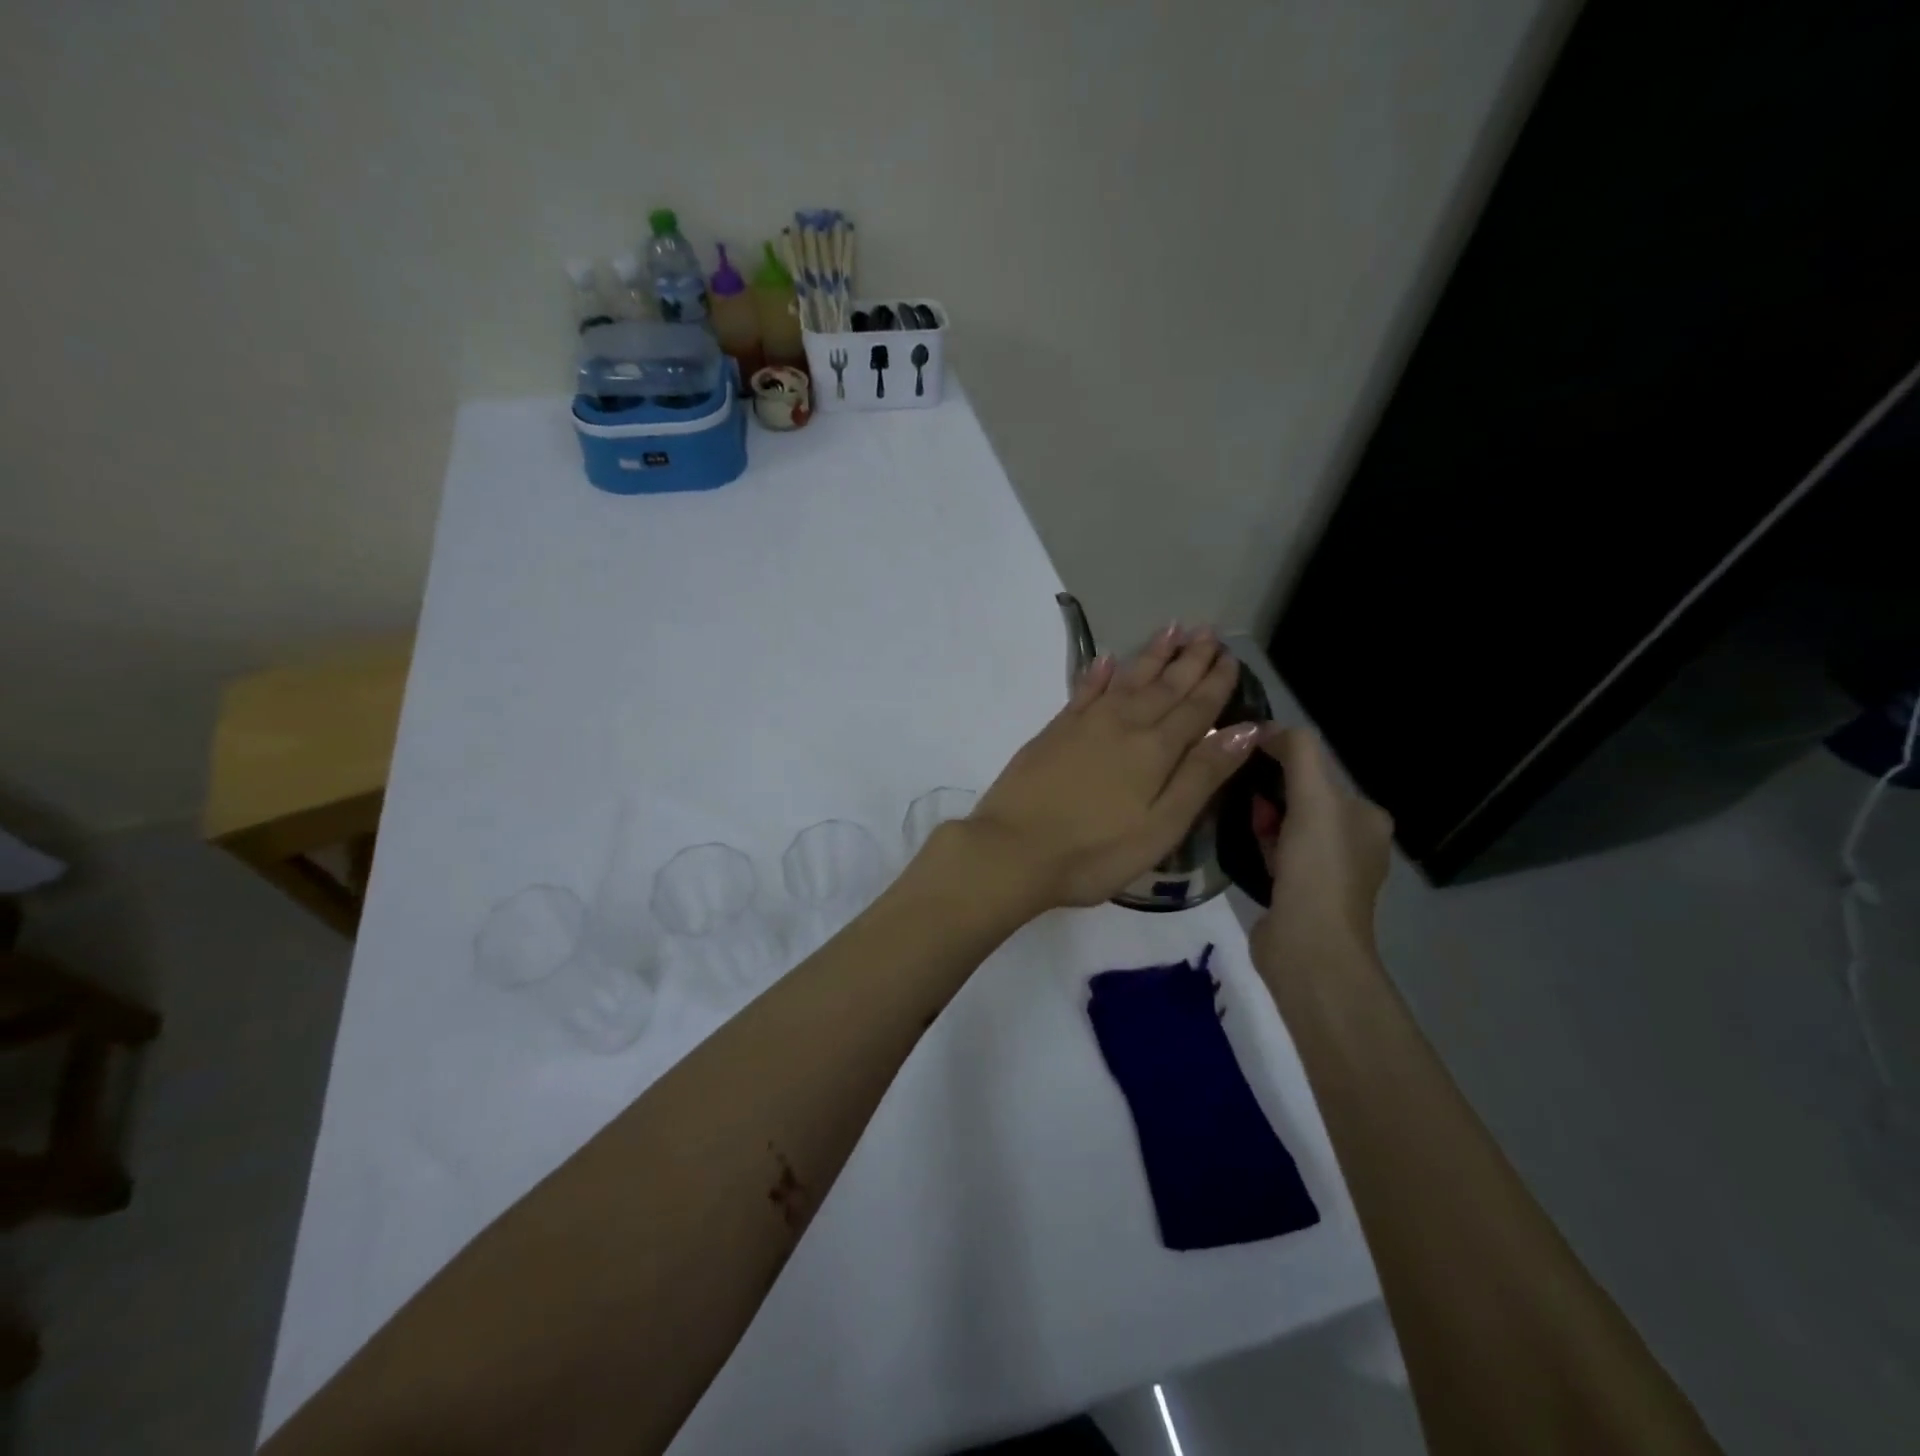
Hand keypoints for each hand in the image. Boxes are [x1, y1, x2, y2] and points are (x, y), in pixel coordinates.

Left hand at [962, 625, 1260, 909]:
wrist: (1013, 850)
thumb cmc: (1095, 852)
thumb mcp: (1161, 826)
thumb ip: (1202, 775)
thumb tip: (1247, 729)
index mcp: (1155, 750)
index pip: (1196, 708)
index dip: (1216, 682)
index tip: (1232, 655)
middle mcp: (1123, 725)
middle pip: (1164, 686)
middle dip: (1189, 659)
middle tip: (1209, 630)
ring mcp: (1085, 724)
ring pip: (1127, 679)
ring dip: (1152, 655)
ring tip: (1172, 628)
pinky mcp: (1054, 730)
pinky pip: (1084, 690)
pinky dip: (1098, 673)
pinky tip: (1107, 658)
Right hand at [1249, 727, 1392, 974]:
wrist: (1308, 947)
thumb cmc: (1316, 868)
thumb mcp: (1313, 798)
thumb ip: (1297, 753)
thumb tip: (1267, 728)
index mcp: (1367, 817)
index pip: (1319, 772)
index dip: (1283, 761)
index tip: (1247, 760)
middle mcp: (1354, 842)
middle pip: (1303, 797)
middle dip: (1270, 789)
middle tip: (1237, 789)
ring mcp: (1327, 872)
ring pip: (1287, 825)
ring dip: (1263, 816)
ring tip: (1234, 812)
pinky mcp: (1300, 893)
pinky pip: (1277, 853)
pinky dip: (1260, 842)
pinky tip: (1242, 842)